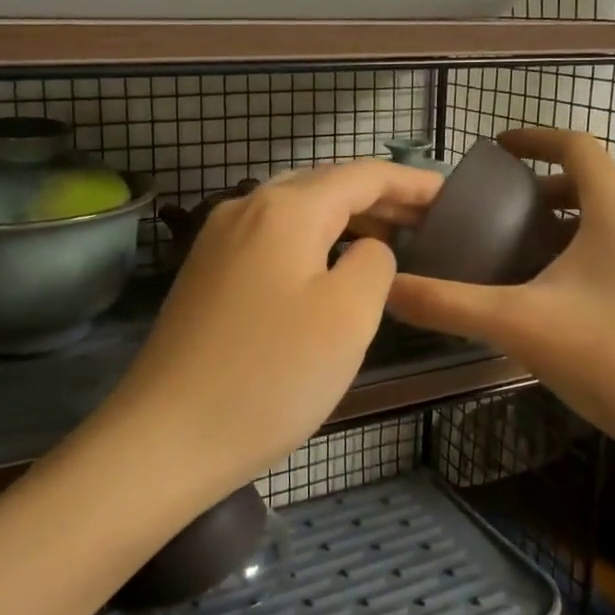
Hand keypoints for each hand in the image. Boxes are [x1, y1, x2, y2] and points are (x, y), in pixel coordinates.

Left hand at [105, 160, 442, 489]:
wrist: (164, 438)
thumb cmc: (271, 375)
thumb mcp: (348, 316)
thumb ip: (375, 264)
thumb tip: (366, 249)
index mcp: (285, 208)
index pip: (362, 176)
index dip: (410, 183)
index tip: (450, 196)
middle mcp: (246, 208)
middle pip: (326, 186)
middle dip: (379, 198)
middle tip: (426, 220)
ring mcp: (218, 239)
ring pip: (296, 211)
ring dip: (344, 218)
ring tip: (386, 241)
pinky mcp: (205, 273)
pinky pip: (272, 238)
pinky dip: (311, 240)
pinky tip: (326, 267)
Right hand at [387, 128, 614, 465]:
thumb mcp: (520, 326)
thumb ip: (448, 304)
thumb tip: (387, 289)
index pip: (576, 145)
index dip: (533, 138)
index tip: (495, 149)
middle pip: (593, 180)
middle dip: (544, 187)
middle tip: (498, 211)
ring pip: (612, 215)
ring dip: (568, 218)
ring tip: (524, 248)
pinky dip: (591, 246)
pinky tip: (565, 292)